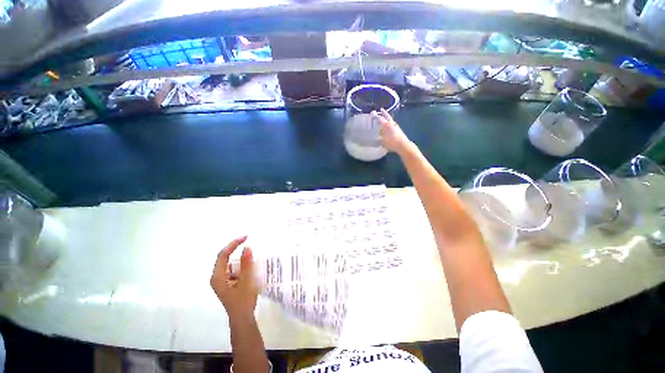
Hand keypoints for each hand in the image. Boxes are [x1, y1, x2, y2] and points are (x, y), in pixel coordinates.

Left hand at [210, 236, 258, 319]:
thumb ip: (246, 264)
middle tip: (251, 246)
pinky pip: (235, 269)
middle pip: (226, 258)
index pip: (223, 255)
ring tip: (253, 258)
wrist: (242, 319)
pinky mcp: (228, 283)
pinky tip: (251, 268)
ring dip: (241, 259)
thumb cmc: (243, 301)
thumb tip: (246, 247)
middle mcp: (217, 277)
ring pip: (231, 263)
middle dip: (238, 251)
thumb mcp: (247, 281)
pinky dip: (242, 266)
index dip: (234, 244)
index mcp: (218, 277)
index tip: (246, 237)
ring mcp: (222, 280)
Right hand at [376, 108, 412, 154]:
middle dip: (383, 113)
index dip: (375, 116)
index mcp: (386, 124)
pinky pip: (392, 123)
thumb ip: (377, 138)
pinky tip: (388, 125)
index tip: (372, 113)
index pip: (379, 118)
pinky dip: (389, 122)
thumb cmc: (391, 143)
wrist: (403, 145)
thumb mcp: (382, 141)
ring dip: (387, 117)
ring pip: (390, 119)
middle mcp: (391, 123)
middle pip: (386, 116)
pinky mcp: (398, 129)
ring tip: (384, 116)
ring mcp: (395, 125)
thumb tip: (374, 137)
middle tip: (381, 109)